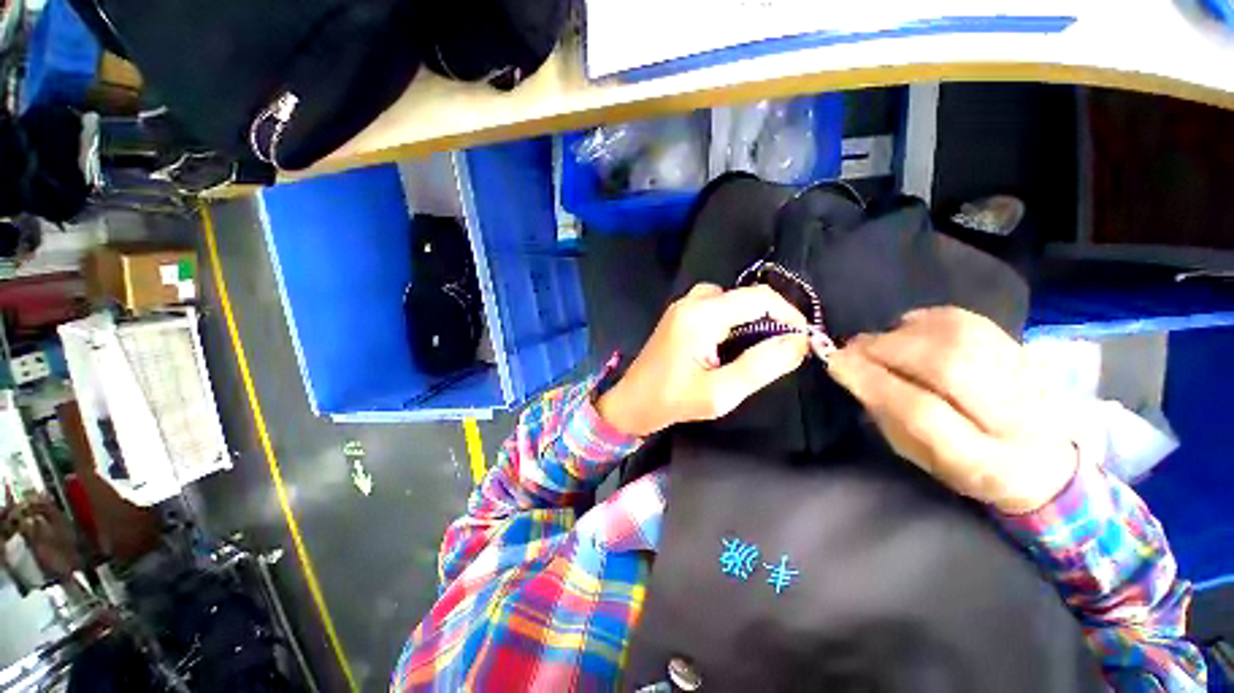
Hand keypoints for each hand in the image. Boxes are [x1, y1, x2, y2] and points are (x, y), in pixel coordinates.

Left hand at [597, 283, 809, 436]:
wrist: (633, 401)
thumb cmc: (672, 400)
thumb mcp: (721, 393)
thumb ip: (762, 365)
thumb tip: (798, 342)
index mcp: (700, 316)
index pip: (758, 297)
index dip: (788, 314)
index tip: (803, 340)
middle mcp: (691, 301)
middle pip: (746, 296)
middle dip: (772, 319)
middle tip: (782, 350)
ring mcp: (683, 305)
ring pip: (733, 300)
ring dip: (752, 320)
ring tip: (759, 350)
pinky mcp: (681, 314)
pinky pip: (717, 306)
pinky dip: (734, 320)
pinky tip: (733, 345)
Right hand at [827, 307, 1078, 513]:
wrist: (1044, 459)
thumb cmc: (964, 466)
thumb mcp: (919, 457)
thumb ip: (887, 416)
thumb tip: (851, 370)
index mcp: (985, 461)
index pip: (924, 412)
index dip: (874, 381)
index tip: (837, 364)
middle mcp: (1018, 418)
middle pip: (949, 366)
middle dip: (888, 350)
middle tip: (853, 348)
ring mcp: (1030, 377)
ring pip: (961, 337)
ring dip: (905, 333)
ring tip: (879, 341)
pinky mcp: (1025, 349)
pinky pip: (969, 321)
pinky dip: (927, 319)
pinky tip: (907, 329)